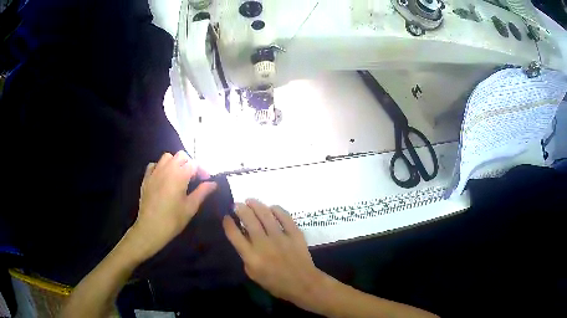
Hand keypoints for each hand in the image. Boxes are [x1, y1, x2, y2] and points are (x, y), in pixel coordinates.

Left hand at [125, 151, 216, 262]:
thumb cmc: (173, 220)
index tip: (206, 181)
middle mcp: (167, 169)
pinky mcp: (146, 178)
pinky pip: (154, 165)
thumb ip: (202, 192)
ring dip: (175, 163)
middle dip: (189, 164)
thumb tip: (213, 183)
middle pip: (181, 156)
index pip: (194, 164)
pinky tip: (163, 179)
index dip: (202, 170)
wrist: (150, 228)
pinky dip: (160, 167)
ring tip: (178, 176)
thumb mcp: (191, 207)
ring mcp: (154, 172)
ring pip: (167, 157)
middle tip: (193, 178)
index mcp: (179, 175)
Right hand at [222, 199, 325, 309]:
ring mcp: (280, 237)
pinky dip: (277, 210)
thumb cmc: (275, 283)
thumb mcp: (253, 274)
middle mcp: (263, 244)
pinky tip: (271, 208)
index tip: (226, 217)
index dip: (228, 223)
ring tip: (250, 200)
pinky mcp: (295, 234)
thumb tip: (243, 238)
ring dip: (256, 205)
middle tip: (237, 205)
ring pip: (265, 214)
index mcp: (251, 256)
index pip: (234, 234)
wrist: (302, 284)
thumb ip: (246, 256)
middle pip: (248, 220)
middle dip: (240, 209)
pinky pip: (285, 217)